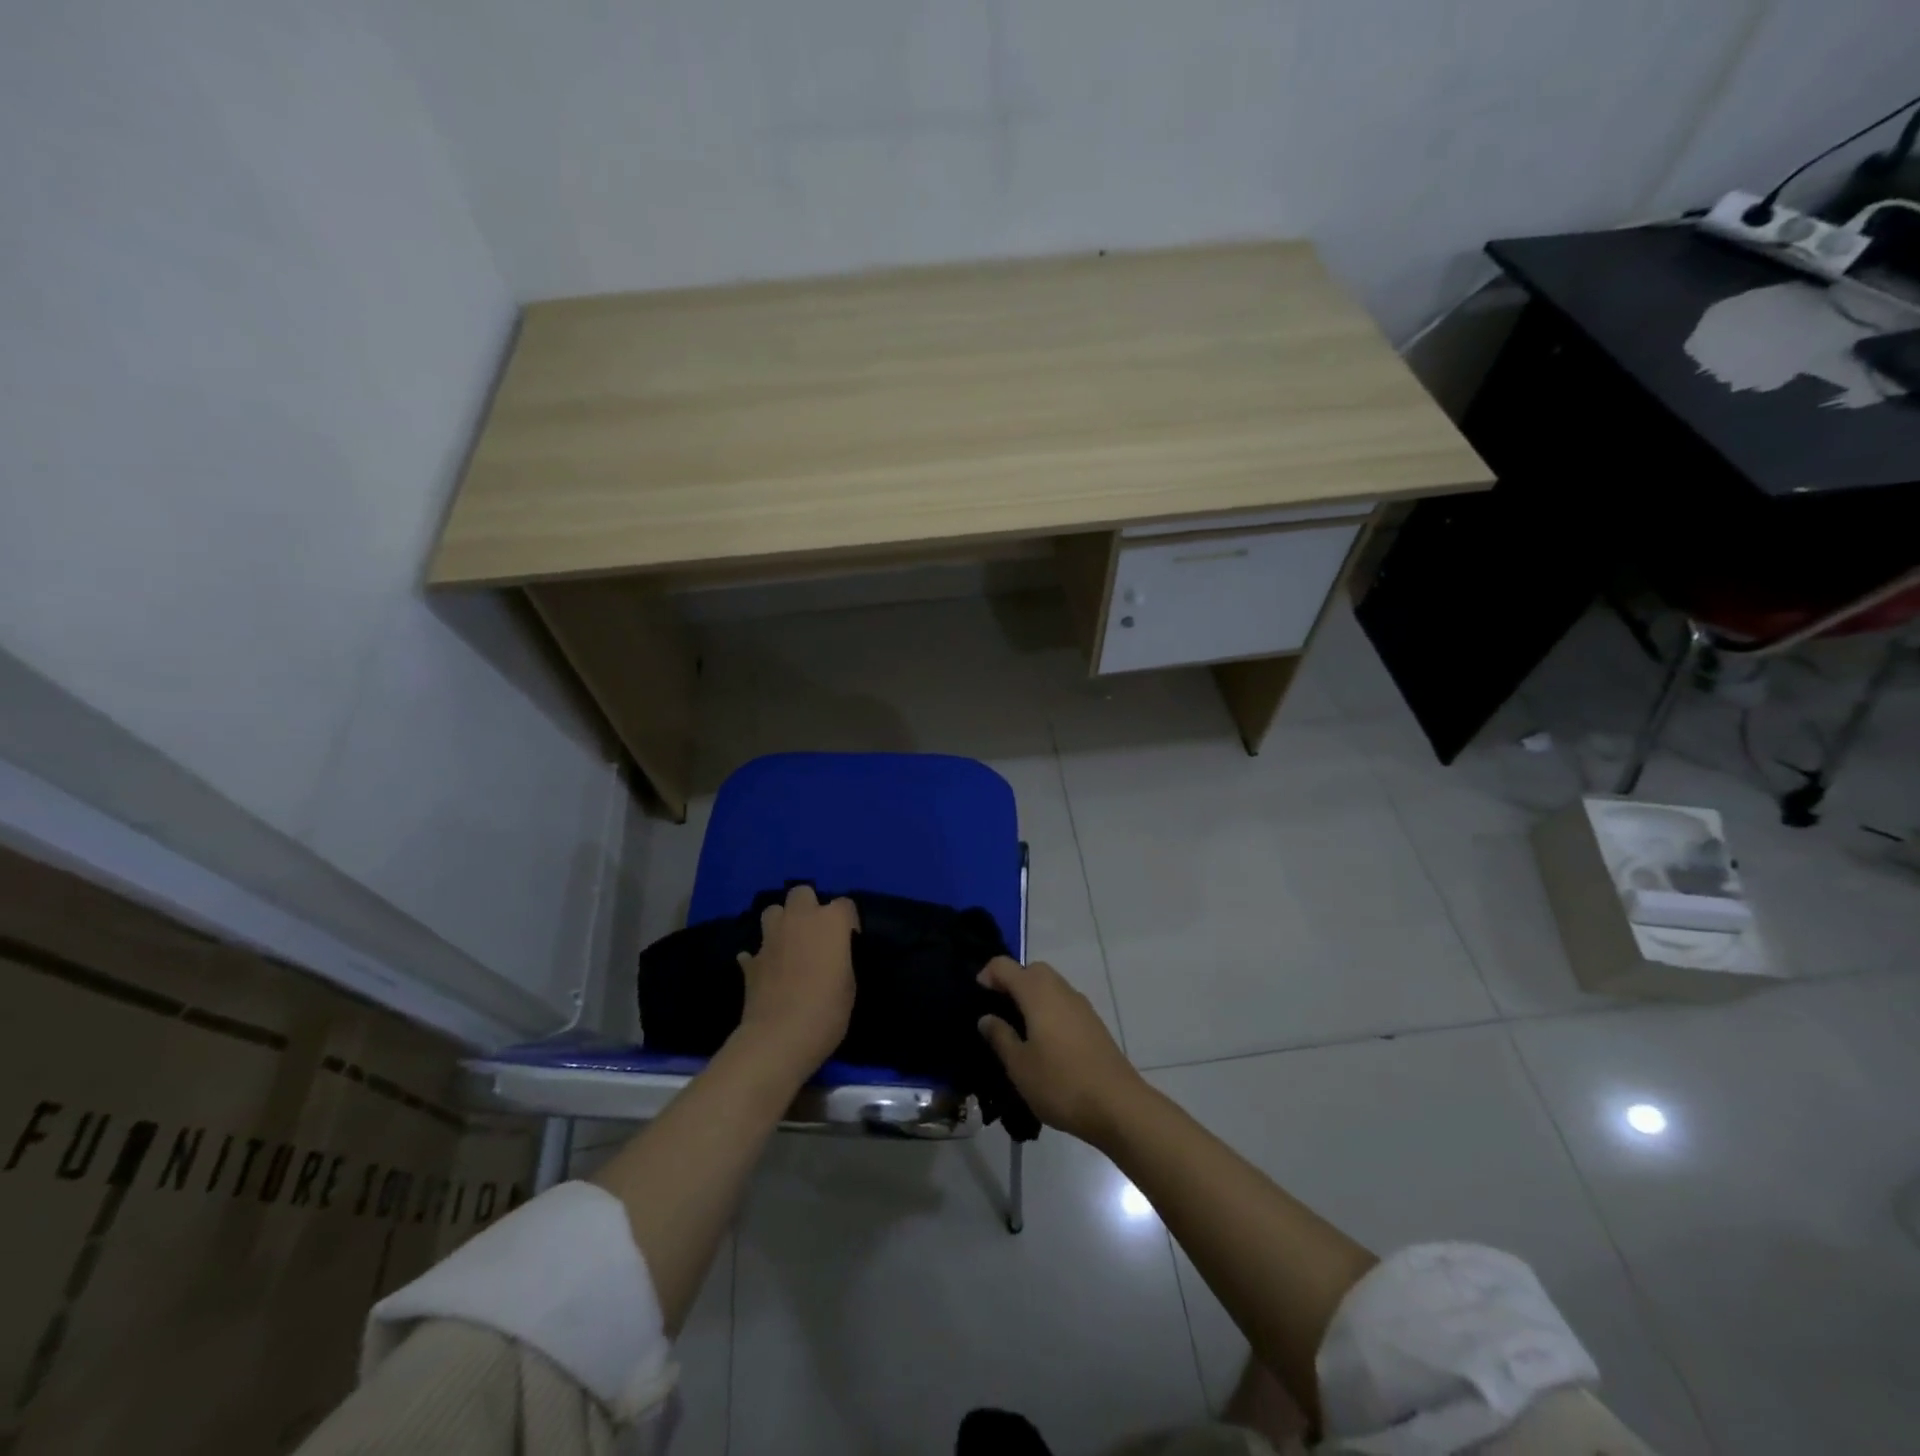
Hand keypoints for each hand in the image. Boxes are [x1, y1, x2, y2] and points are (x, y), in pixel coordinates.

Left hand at [734, 886, 858, 1080]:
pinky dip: (760, 957)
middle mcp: (799, 920)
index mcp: (831, 922)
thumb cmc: (828, 1010)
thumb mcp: (849, 984)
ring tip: (788, 944)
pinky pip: (754, 950)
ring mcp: (770, 938)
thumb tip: (832, 955)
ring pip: (772, 911)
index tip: (849, 941)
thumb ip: (841, 959)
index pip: (845, 904)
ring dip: (781, 923)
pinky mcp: (750, 961)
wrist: (780, 1037)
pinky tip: (766, 971)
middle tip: (815, 933)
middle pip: (802, 893)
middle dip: (808, 907)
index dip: (847, 921)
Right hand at [976, 958, 1142, 1144]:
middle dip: (1012, 983)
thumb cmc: (1061, 1083)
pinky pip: (1063, 1003)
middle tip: (998, 1012)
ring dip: (1032, 997)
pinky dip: (1049, 1010)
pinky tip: (1045, 1043)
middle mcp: (1060, 989)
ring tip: (1019, 1030)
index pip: (1005, 966)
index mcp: (1037, 993)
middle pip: (1031, 970)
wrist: (1118, 1105)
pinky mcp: (1093, 1022)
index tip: (978, 1000)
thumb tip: (986, 1017)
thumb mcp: (1019, 1066)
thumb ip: (1000, 1037)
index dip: (987, 976)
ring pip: (1050, 985)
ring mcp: (1081, 1005)